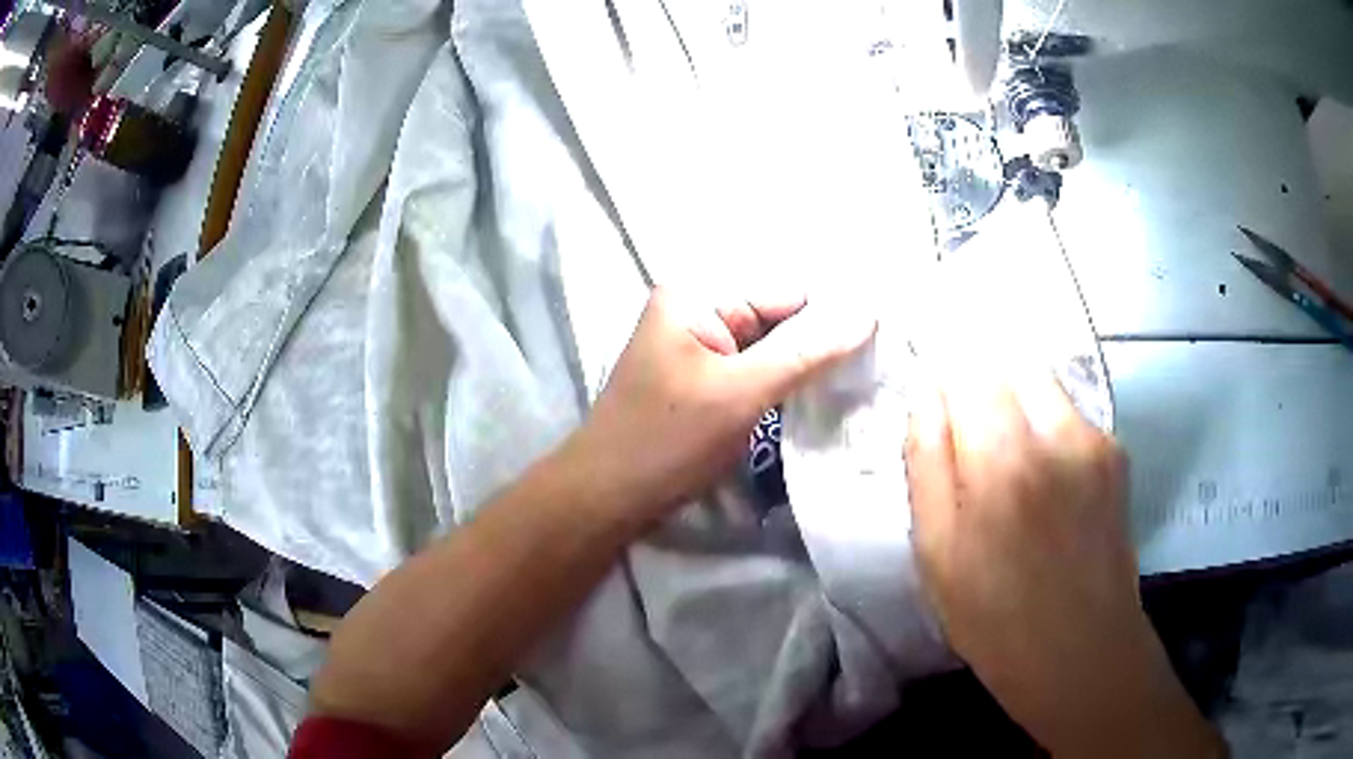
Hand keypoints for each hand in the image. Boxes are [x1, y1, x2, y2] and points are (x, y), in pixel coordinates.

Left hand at [567, 287, 873, 522]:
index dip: (837, 312)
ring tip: (867, 375)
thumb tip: (867, 312)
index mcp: (698, 294)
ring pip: (773, 346)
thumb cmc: (666, 442)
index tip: (890, 333)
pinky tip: (827, 392)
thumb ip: (805, 352)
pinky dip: (788, 381)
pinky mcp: (707, 380)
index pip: (787, 291)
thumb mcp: (740, 393)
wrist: (607, 498)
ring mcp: (702, 346)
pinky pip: (758, 370)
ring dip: (810, 363)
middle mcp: (700, 309)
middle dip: (825, 339)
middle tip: (886, 359)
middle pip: (780, 316)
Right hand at [905, 372, 1224, 757]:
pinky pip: (1069, 413)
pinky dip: (1047, 425)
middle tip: (968, 432)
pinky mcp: (1115, 452)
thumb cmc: (994, 617)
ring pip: (1043, 382)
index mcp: (1002, 461)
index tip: (934, 398)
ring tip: (1008, 460)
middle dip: (981, 380)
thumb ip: (927, 462)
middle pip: (1009, 361)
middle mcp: (1055, 432)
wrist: (1082, 651)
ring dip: (1016, 401)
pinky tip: (1045, 479)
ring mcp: (1093, 438)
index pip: (966, 369)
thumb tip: (924, 395)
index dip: (944, 373)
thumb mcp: (936, 554)